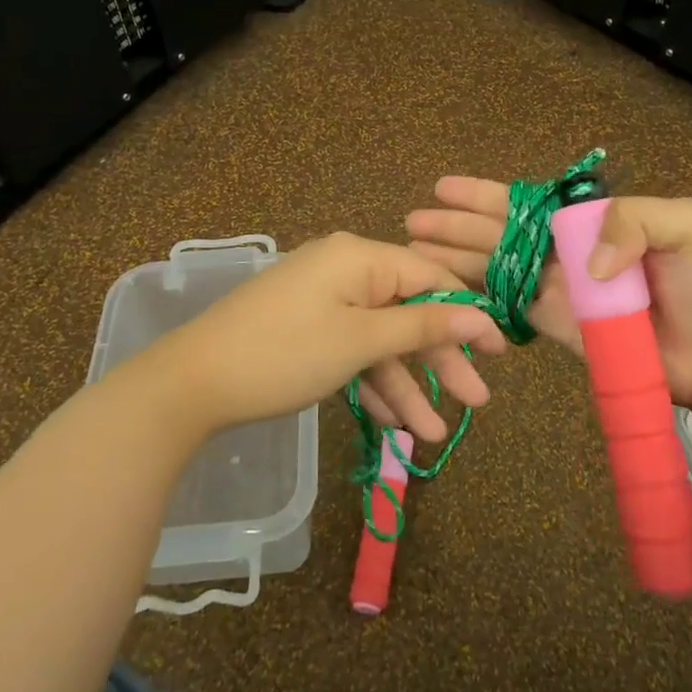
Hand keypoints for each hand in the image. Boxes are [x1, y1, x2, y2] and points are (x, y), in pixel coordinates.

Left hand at [122, 232, 503, 443]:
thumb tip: (479, 314)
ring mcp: (324, 301)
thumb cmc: (284, 353)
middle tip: (478, 401)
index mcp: (359, 257)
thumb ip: (421, 325)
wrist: (191, 385)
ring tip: (435, 434)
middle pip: (408, 312)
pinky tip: (395, 424)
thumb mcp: (359, 341)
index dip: (468, 314)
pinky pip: (353, 351)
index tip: (500, 351)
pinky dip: (373, 384)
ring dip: (408, 384)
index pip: (430, 277)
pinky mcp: (307, 330)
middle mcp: (345, 270)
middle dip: (441, 360)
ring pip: (381, 340)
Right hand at [406, 180, 691, 418]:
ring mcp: (558, 291)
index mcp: (590, 222)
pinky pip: (510, 309)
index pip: (526, 203)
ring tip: (415, 250)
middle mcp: (566, 252)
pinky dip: (478, 300)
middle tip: (412, 222)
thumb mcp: (685, 226)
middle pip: (499, 234)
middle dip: (456, 226)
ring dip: (455, 259)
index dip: (484, 196)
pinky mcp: (557, 327)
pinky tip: (447, 293)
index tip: (443, 188)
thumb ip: (631, 221)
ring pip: (495, 269)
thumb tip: (583, 264)